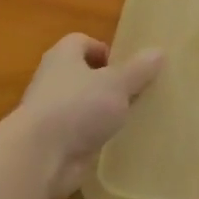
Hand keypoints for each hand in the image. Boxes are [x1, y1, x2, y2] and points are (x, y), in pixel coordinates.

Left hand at [8, 33, 164, 198]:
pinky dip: (95, 137)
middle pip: (83, 75)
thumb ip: (138, 70)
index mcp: (63, 56)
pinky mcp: (54, 143)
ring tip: (132, 119)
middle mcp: (53, 80)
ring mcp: (51, 113)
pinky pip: (80, 134)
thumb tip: (158, 51)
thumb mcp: (117, 84)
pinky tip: (117, 144)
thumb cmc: (78, 106)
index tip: (126, 67)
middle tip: (135, 93)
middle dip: (107, 83)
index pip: (82, 42)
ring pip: (82, 106)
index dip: (104, 50)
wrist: (40, 156)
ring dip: (102, 112)